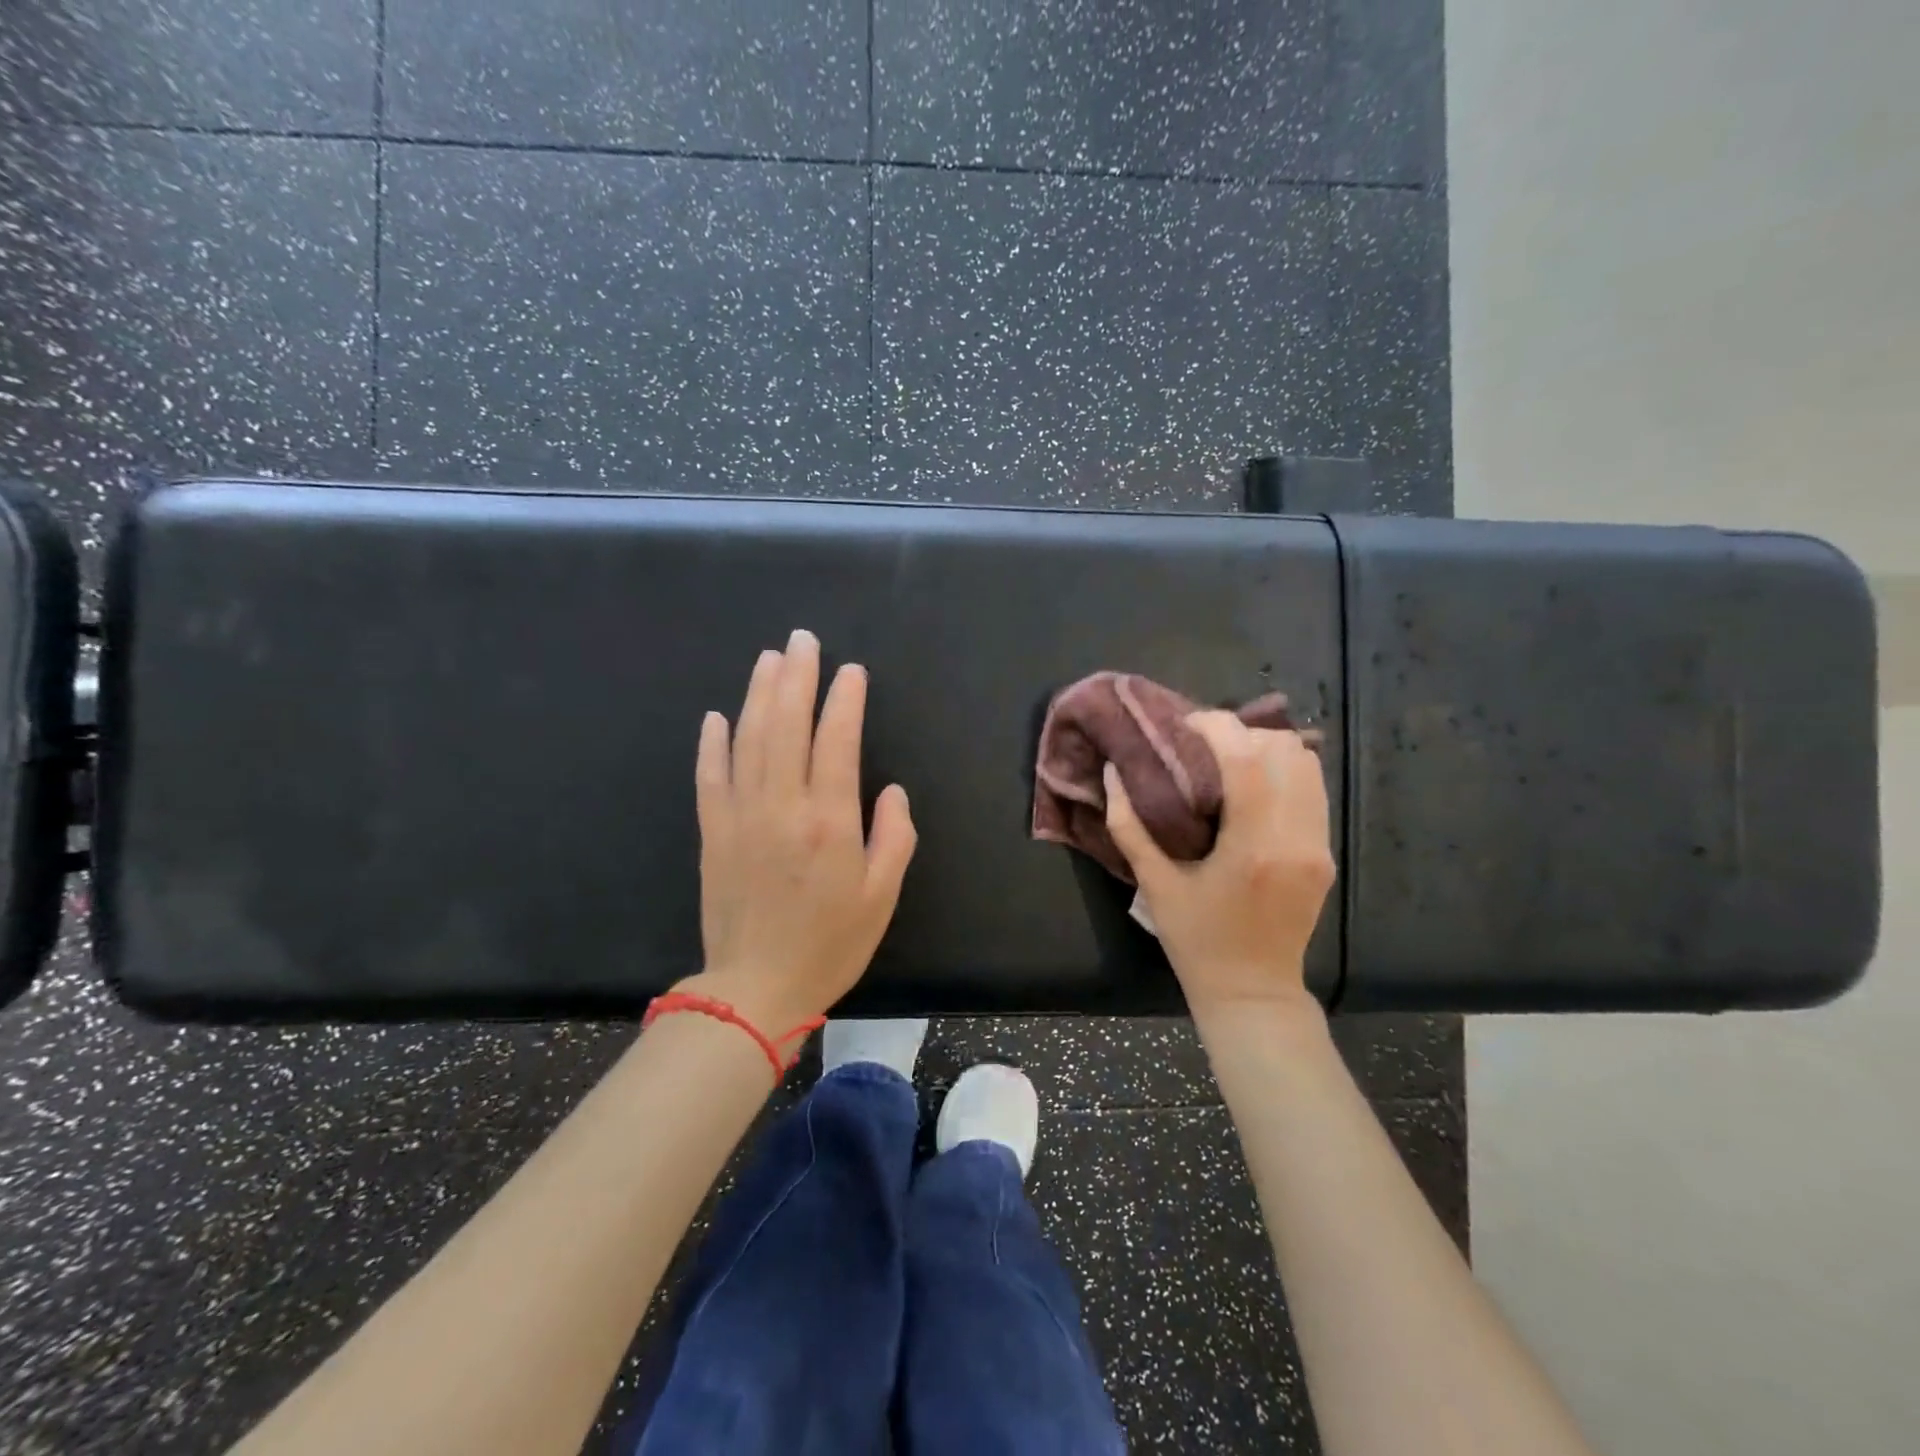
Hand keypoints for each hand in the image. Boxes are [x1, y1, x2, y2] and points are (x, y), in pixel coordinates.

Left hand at [679, 630, 916, 1031]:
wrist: (756, 988)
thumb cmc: (830, 944)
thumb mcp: (883, 897)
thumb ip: (894, 837)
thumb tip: (890, 790)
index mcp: (829, 821)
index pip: (837, 741)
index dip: (844, 700)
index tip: (850, 671)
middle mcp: (783, 806)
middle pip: (787, 725)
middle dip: (797, 677)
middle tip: (803, 640)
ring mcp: (741, 816)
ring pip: (748, 740)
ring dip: (759, 694)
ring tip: (769, 659)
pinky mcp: (712, 832)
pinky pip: (709, 776)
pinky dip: (712, 743)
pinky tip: (718, 715)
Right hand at [1104, 711, 1333, 1019]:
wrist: (1253, 991)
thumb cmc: (1196, 941)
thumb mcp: (1153, 884)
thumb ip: (1129, 825)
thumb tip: (1112, 772)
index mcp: (1253, 848)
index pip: (1248, 758)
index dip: (1217, 726)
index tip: (1186, 725)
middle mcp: (1296, 838)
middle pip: (1284, 750)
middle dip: (1241, 734)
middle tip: (1202, 745)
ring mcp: (1318, 845)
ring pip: (1307, 764)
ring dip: (1266, 749)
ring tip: (1227, 760)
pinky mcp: (1325, 853)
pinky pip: (1312, 789)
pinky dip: (1282, 771)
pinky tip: (1250, 785)